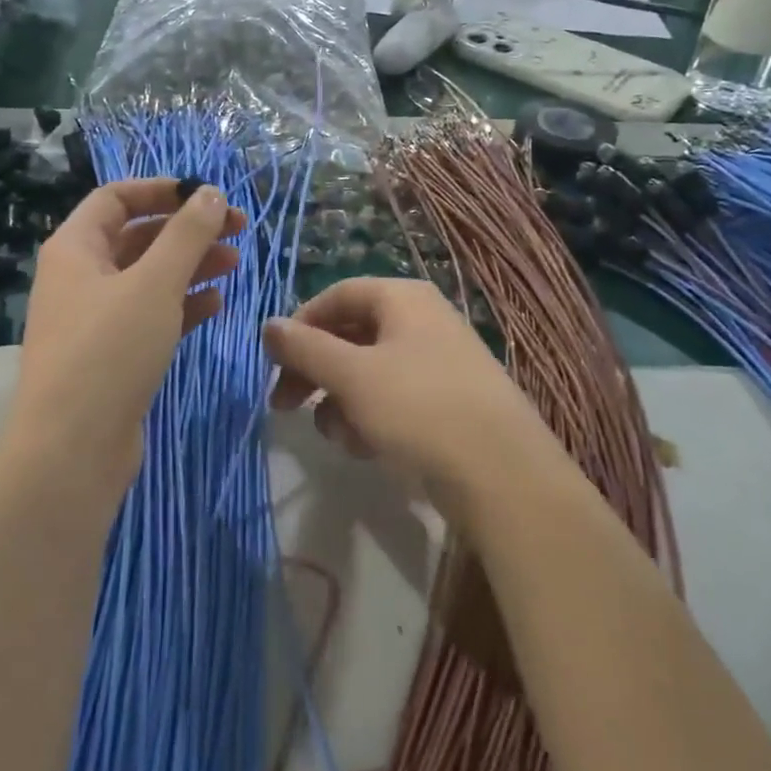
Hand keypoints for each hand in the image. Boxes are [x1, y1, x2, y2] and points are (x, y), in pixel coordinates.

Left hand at [12, 178, 244, 484]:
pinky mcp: (113, 355)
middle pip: (138, 236)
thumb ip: (187, 234)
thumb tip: (209, 193)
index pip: (117, 197)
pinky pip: (151, 315)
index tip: (208, 196)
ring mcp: (95, 319)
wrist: (72, 448)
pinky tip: (216, 304)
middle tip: (238, 230)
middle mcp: (80, 277)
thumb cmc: (109, 350)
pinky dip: (182, 304)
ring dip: (191, 265)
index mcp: (75, 248)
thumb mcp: (154, 283)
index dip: (162, 189)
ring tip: (235, 264)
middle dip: (187, 230)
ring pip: (148, 277)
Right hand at [263, 277, 559, 519]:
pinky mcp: (447, 402)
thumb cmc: (419, 408)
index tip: (273, 363)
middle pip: (350, 335)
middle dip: (314, 372)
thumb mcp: (352, 375)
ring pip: (368, 373)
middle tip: (283, 406)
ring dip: (341, 402)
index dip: (300, 326)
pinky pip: (393, 399)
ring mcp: (438, 362)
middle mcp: (422, 321)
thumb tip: (268, 326)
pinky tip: (368, 448)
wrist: (502, 474)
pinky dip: (371, 418)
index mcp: (403, 298)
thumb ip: (305, 348)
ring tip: (340, 436)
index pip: (337, 296)